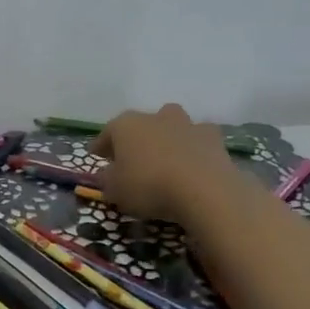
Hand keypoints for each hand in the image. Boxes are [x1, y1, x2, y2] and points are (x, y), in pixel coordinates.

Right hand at [91, 104, 238, 219]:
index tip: (95, 156)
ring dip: (167, 139)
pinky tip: (192, 166)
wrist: (204, 191)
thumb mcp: (115, 190)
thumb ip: (106, 178)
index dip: (100, 146)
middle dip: (136, 138)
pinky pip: (197, 141)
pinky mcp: (214, 138)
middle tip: (133, 158)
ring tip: (165, 160)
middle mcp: (155, 117)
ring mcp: (187, 124)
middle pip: (141, 124)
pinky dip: (193, 149)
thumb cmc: (149, 186)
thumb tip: (106, 172)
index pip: (107, 133)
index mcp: (125, 125)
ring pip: (171, 126)